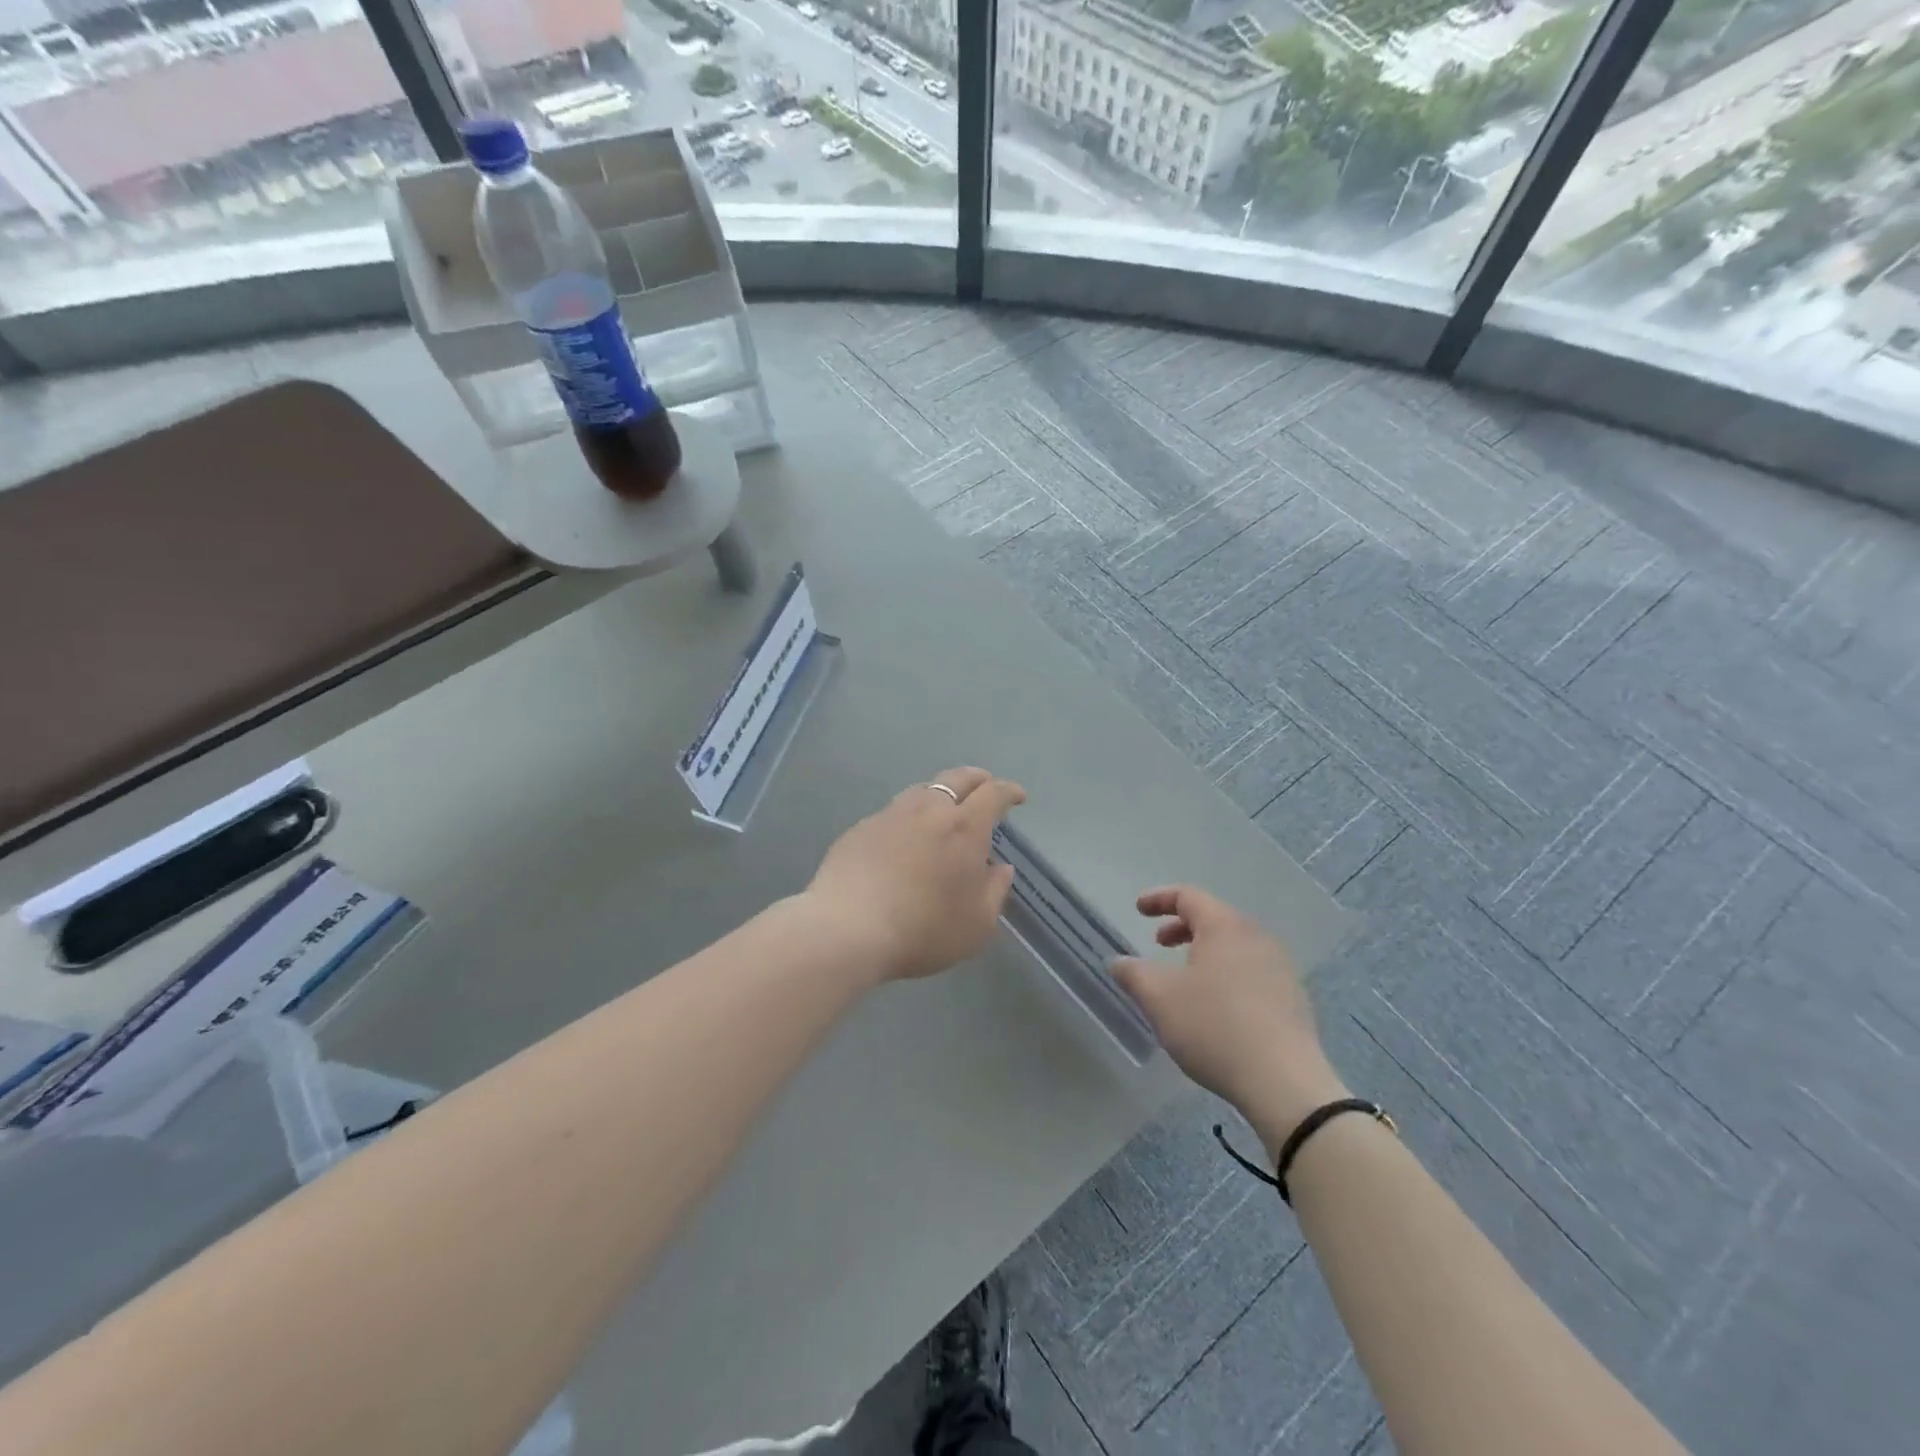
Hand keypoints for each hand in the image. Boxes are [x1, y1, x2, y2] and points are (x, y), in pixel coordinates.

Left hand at [805, 767, 1024, 982]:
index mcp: (964, 827)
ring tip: (944, 808)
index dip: (1009, 791)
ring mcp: (890, 815)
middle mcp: (928, 810)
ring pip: (922, 790)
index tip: (1017, 796)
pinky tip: (904, 837)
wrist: (847, 929)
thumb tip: (1000, 868)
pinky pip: (893, 812)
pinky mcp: (860, 828)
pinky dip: (908, 817)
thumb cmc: (923, 930)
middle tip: (985, 786)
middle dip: (977, 779)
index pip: (993, 794)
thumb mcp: (977, 925)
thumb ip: (995, 891)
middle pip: (957, 778)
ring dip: (940, 792)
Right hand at [1112, 887, 1345, 1135]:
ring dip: (1205, 952)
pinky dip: (1226, 974)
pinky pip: (1251, 971)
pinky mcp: (1293, 999)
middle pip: (1214, 918)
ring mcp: (1280, 968)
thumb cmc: (1214, 1026)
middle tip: (1158, 943)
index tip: (1138, 909)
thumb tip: (1118, 962)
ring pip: (1234, 946)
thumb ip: (1133, 973)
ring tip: (1185, 978)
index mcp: (1225, 926)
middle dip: (1181, 927)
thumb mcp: (1159, 998)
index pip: (1188, 896)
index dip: (1159, 899)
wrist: (1284, 1082)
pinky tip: (1216, 1007)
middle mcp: (1257, 937)